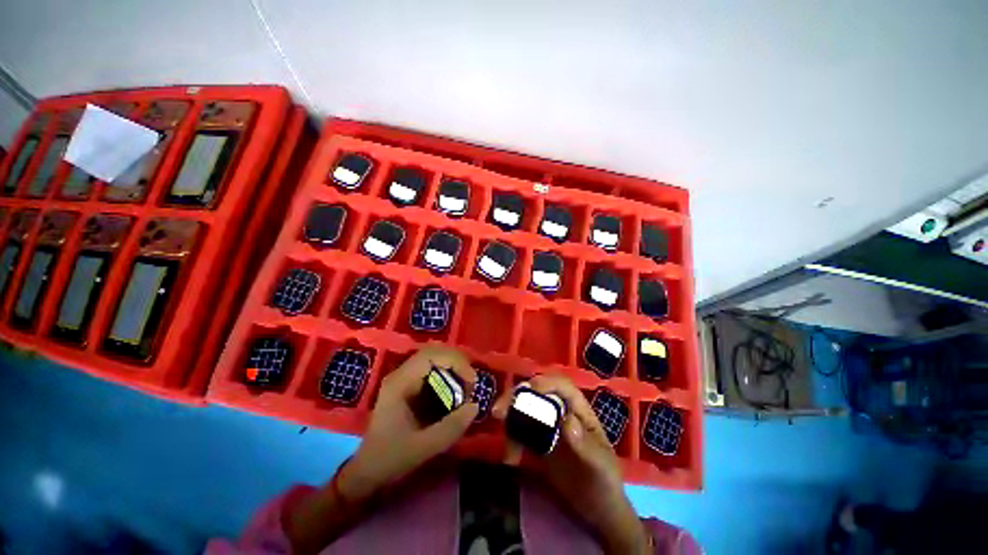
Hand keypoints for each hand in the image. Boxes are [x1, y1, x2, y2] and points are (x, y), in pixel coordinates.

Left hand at [339, 345, 478, 501]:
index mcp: (400, 383)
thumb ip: (451, 427)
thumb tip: (475, 405)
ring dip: (454, 367)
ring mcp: (405, 378)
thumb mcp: (423, 448)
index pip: (430, 355)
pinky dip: (450, 374)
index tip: (471, 380)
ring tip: (466, 386)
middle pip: (434, 352)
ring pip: (435, 359)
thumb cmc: (391, 459)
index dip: (455, 361)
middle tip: (471, 382)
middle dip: (457, 362)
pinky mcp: (410, 386)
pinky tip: (457, 390)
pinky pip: (434, 370)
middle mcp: (402, 374)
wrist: (368, 472)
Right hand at [493, 374, 649, 553]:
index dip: (546, 383)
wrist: (597, 510)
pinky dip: (512, 439)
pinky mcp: (538, 443)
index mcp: (579, 410)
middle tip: (499, 410)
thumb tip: (566, 421)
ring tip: (500, 427)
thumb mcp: (600, 465)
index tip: (529, 389)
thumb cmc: (605, 482)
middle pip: (538, 393)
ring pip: (526, 409)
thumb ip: (585, 444)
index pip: (562, 387)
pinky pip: (521, 432)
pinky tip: (510, 457)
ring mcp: (549, 427)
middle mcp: (561, 412)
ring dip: (510, 415)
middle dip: (518, 396)